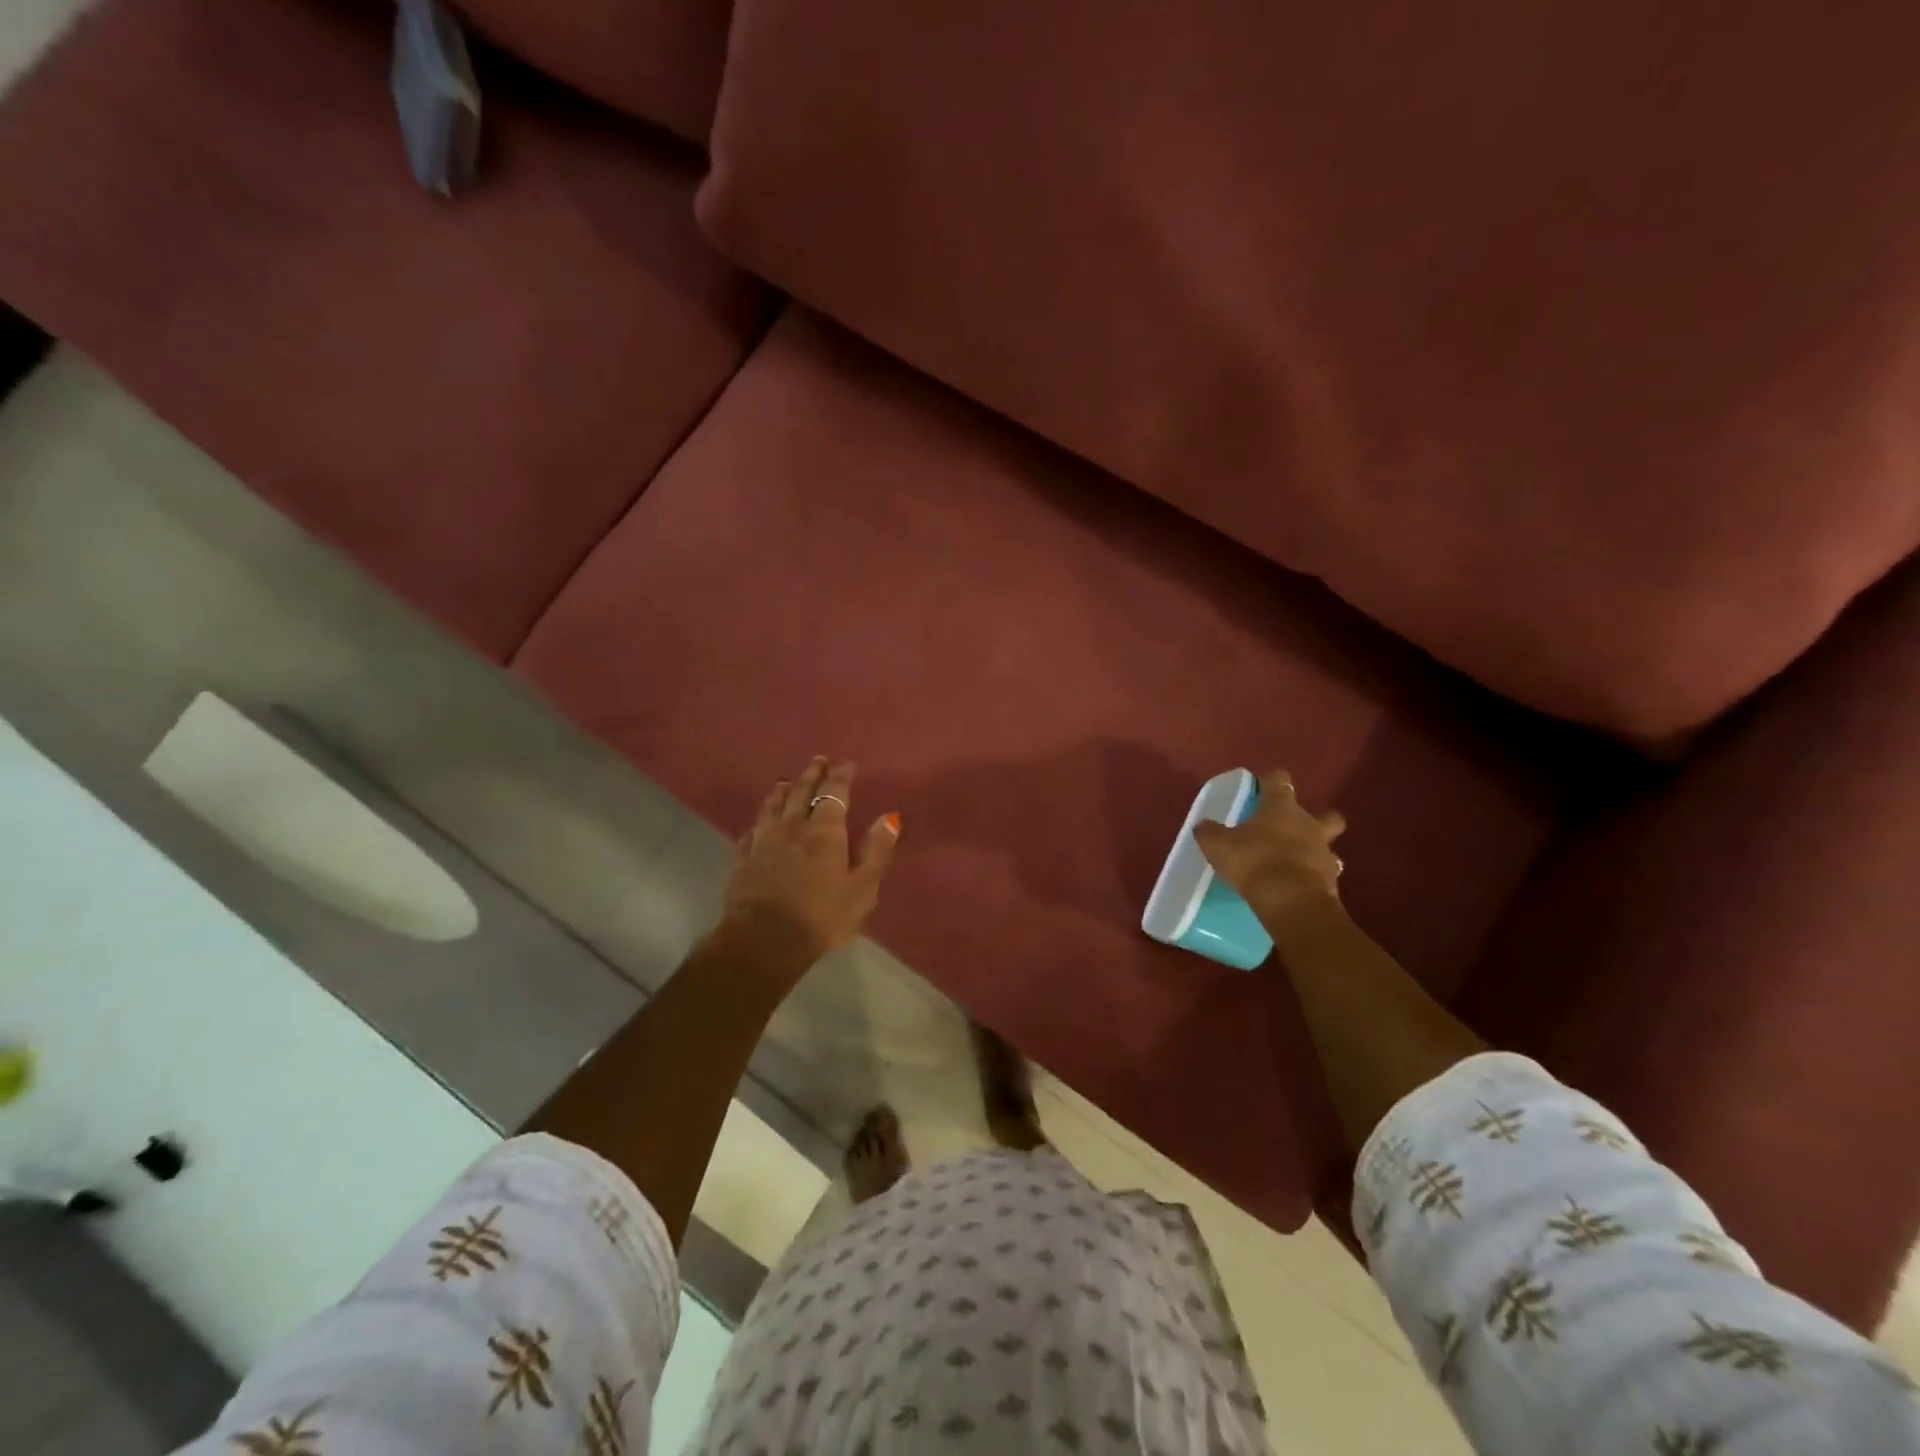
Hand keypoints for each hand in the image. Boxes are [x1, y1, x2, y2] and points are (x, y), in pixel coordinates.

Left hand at [722, 757, 900, 960]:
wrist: (764, 940)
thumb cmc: (822, 917)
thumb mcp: (863, 889)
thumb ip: (877, 851)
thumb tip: (890, 817)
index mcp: (825, 831)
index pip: (834, 793)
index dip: (841, 777)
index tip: (846, 765)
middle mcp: (793, 827)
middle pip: (801, 792)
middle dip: (812, 775)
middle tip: (818, 760)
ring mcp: (763, 842)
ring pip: (772, 807)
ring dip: (782, 791)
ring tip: (785, 781)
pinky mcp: (743, 860)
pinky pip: (751, 832)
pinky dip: (759, 822)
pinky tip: (758, 823)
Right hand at [1193, 771, 1344, 933]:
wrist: (1291, 900)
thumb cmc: (1254, 862)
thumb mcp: (1218, 845)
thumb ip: (1209, 832)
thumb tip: (1203, 824)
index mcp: (1281, 808)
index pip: (1279, 781)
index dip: (1271, 780)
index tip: (1263, 784)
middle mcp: (1309, 824)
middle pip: (1325, 813)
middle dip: (1316, 817)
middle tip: (1295, 827)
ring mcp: (1325, 852)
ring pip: (1328, 845)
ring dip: (1316, 849)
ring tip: (1299, 860)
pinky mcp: (1332, 881)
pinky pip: (1325, 873)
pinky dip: (1314, 876)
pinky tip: (1300, 884)